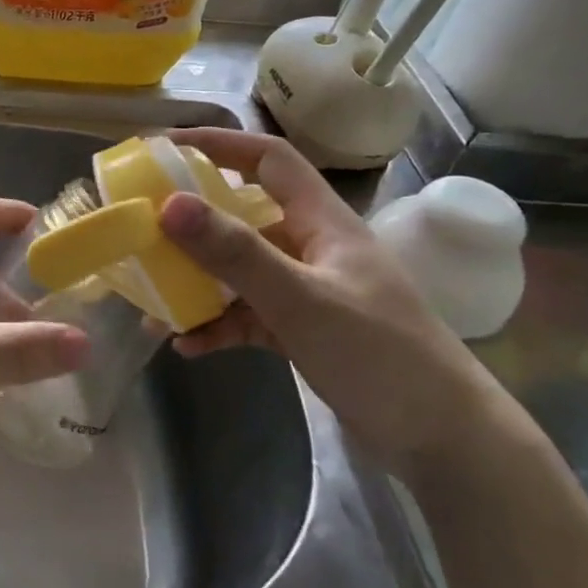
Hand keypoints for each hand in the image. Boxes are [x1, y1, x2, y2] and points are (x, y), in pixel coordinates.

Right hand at [158, 129, 510, 477]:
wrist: (446, 443)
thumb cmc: (380, 356)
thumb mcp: (301, 300)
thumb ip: (236, 253)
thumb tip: (169, 204)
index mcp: (322, 222)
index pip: (268, 159)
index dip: (218, 144)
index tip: (163, 148)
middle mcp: (313, 247)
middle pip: (244, 216)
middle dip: (192, 222)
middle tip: (142, 228)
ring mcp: (309, 291)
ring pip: (240, 271)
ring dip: (198, 282)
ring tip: (152, 302)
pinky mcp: (304, 330)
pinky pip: (248, 316)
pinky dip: (218, 325)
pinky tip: (187, 346)